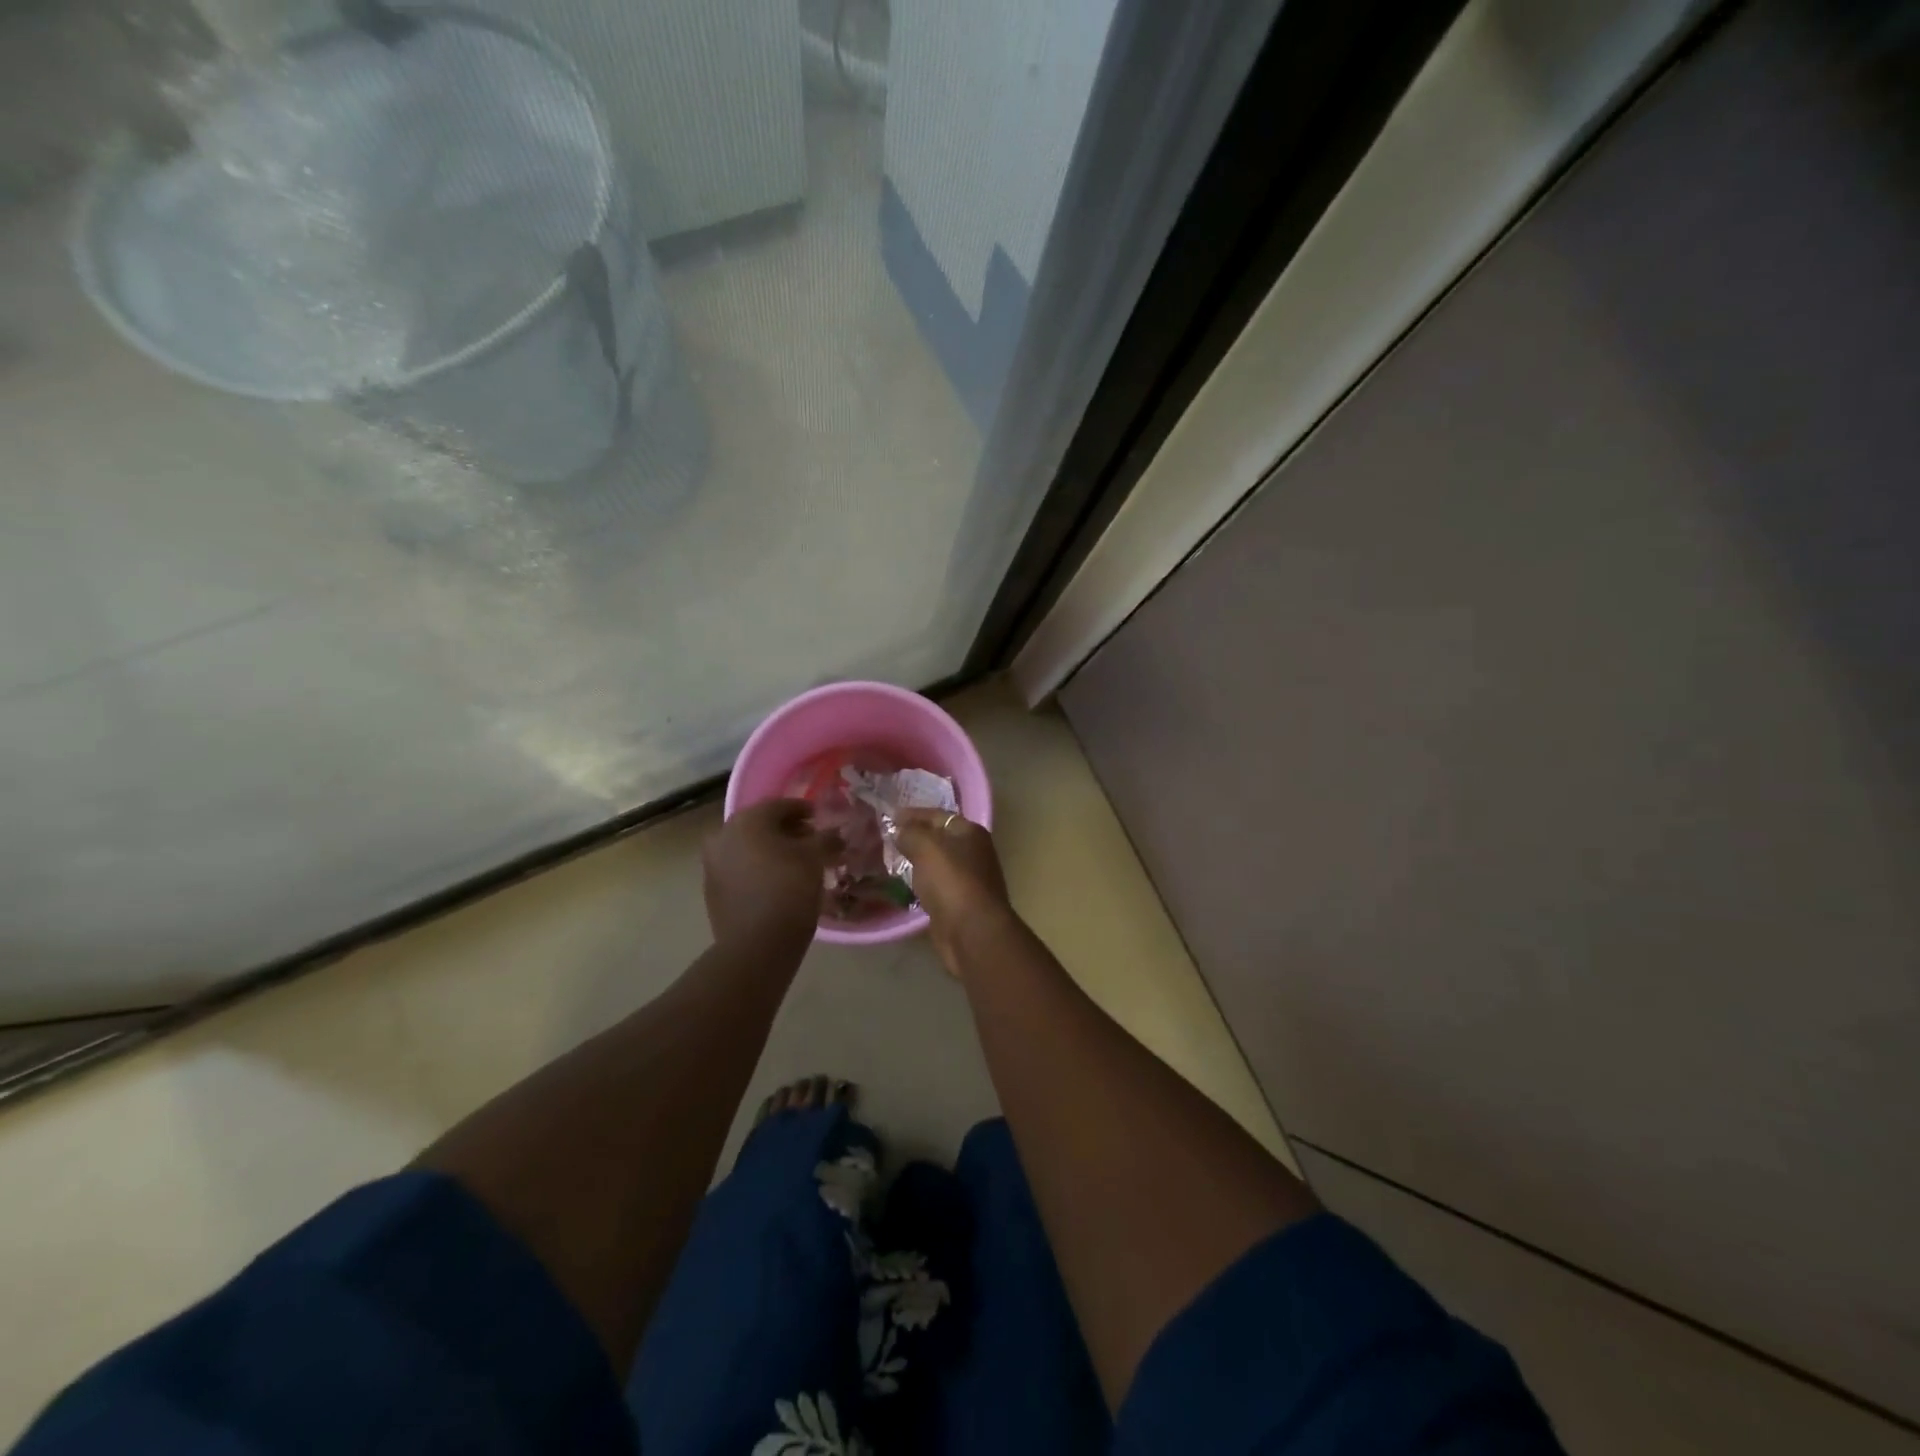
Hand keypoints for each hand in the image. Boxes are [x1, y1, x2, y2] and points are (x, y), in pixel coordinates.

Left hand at [703, 800, 837, 949]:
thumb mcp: (815, 859)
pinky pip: (739, 869)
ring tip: (796, 865)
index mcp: (747, 820)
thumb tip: (834, 833)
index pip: (780, 805)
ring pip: (748, 848)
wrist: (756, 944)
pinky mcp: (712, 890)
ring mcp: (713, 864)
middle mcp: (724, 835)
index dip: (804, 810)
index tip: (820, 819)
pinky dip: (758, 869)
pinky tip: (777, 883)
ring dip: (771, 851)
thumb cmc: (789, 890)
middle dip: (787, 831)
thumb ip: (826, 838)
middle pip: (761, 825)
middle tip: (810, 842)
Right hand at [897, 808, 1013, 976]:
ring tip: (891, 858)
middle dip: (915, 837)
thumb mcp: (926, 847)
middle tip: (887, 837)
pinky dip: (921, 882)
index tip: (889, 816)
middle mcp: (974, 852)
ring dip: (917, 861)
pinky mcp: (960, 903)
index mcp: (970, 832)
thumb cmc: (951, 881)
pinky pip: (936, 885)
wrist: (972, 931)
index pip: (938, 815)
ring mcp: (968, 879)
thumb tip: (899, 830)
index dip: (913, 814)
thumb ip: (910, 833)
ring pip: (938, 863)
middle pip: (939, 839)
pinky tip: (905, 884)